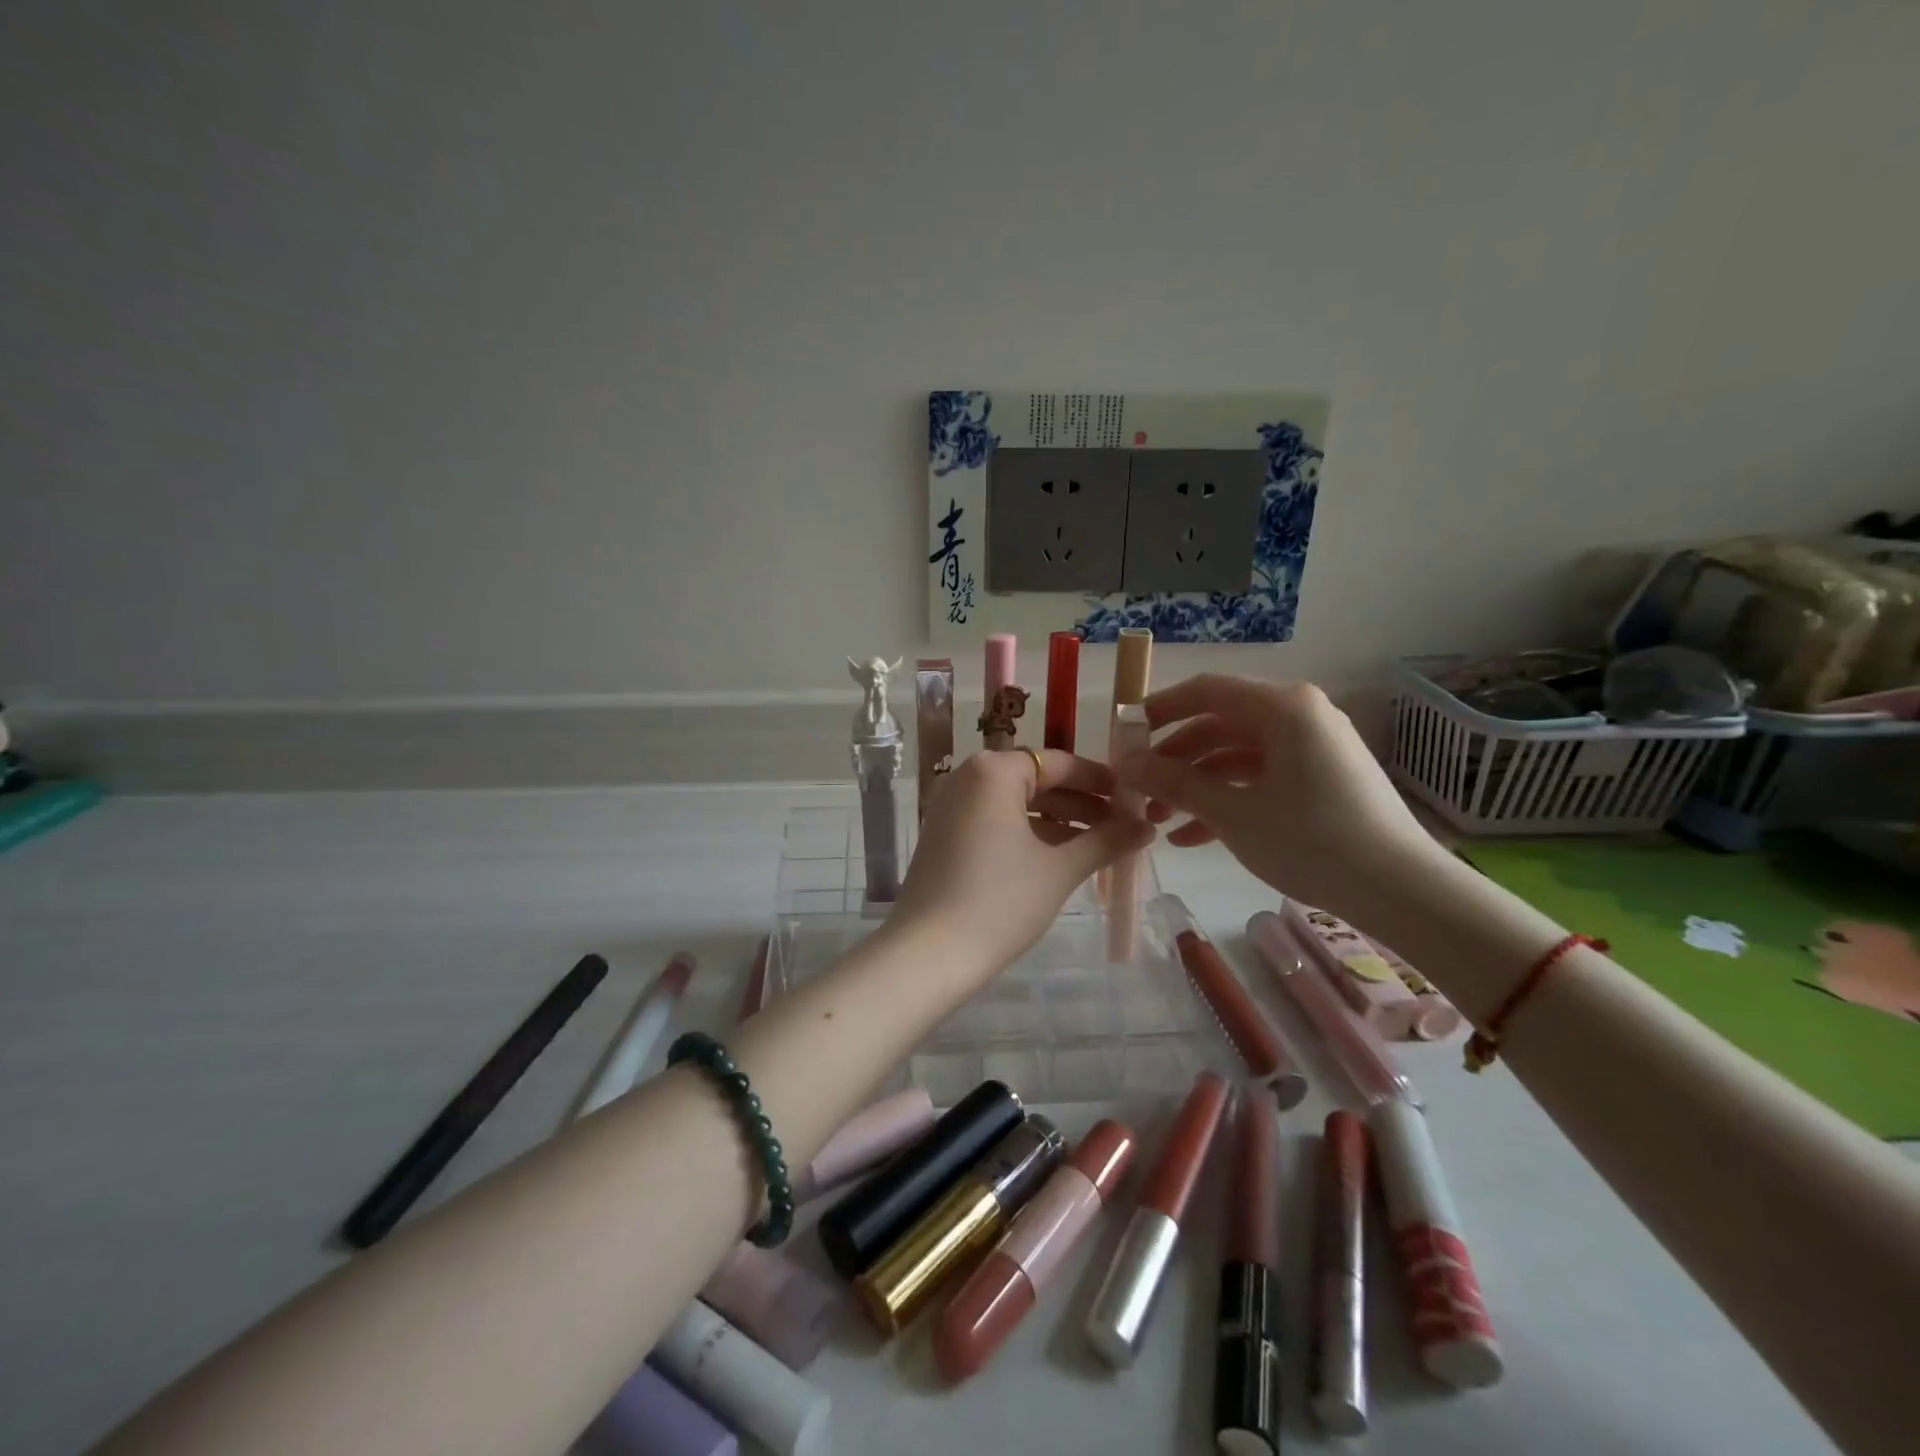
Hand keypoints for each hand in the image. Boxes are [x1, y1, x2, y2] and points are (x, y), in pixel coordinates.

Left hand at [892, 748, 1153, 985]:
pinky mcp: (943, 834)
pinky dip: (1028, 832)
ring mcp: (950, 806)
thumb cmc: (1001, 902)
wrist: (930, 954)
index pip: (1058, 763)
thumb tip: (1146, 827)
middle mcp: (967, 777)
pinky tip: (1059, 856)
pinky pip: (995, 820)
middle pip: (1036, 780)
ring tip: (1099, 844)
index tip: (1132, 797)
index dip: (1099, 780)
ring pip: (1015, 803)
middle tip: (1122, 824)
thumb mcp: (1059, 869)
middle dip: (1080, 803)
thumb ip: (1105, 841)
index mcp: (993, 771)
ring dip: (1057, 820)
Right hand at [1116, 675, 1446, 923]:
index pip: (1205, 690)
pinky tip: (1191, 838)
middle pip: (1218, 724)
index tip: (1124, 736)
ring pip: (1236, 755)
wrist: (1402, 890)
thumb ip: (1174, 783)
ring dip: (1195, 785)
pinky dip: (1227, 799)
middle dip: (1173, 759)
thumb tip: (1126, 764)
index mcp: (1282, 707)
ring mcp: (1312, 747)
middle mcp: (1299, 715)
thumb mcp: (1233, 813)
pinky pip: (1261, 776)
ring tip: (1157, 822)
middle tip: (1137, 788)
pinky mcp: (1321, 777)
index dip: (1158, 710)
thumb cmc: (1311, 841)